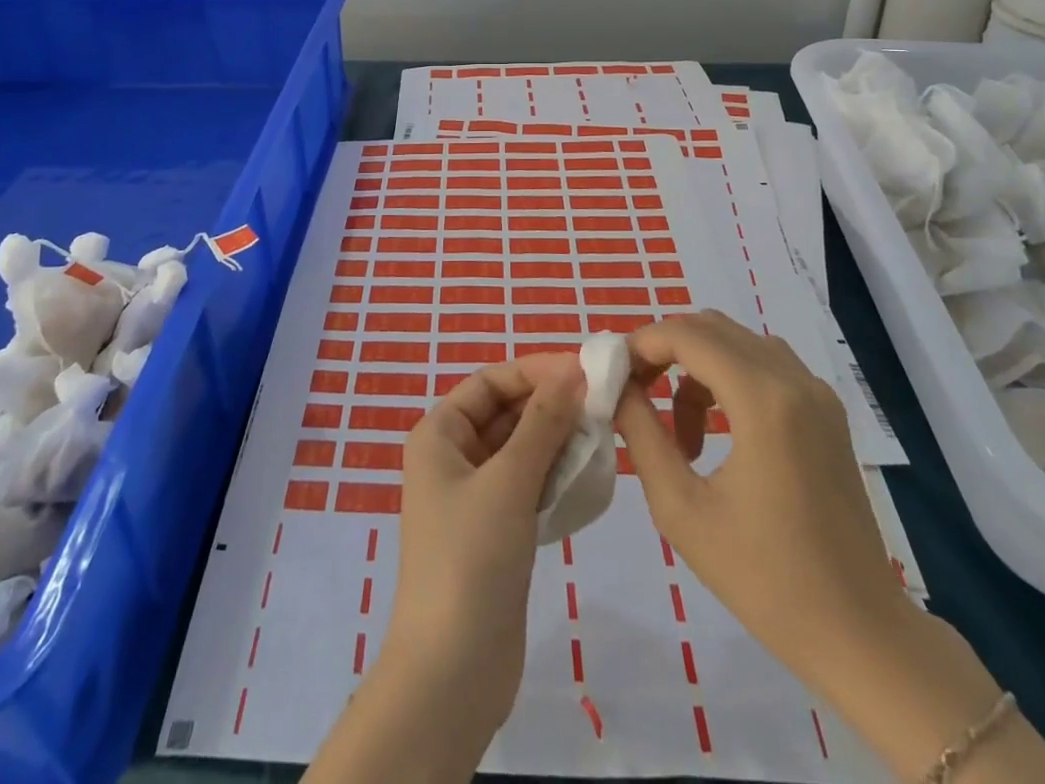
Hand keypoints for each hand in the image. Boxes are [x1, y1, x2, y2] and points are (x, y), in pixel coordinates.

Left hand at [306, 354, 582, 783]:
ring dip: (559, 441)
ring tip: (605, 436)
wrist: (451, 673)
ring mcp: (476, 497)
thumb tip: (571, 371)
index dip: (534, 371)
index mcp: (440, 434)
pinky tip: (591, 477)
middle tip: (604, 404)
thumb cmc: (470, 559)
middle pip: (507, 413)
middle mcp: (454, 457)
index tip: (584, 370)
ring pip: (522, 450)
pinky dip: (557, 477)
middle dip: (551, 406)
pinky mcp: (497, 532)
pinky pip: (529, 486)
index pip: (491, 382)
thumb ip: (542, 424)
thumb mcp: (508, 481)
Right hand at [617, 314, 1044, 782]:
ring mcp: (817, 393)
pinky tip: (716, 430)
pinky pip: (764, 364)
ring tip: (675, 425)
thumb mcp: (681, 508)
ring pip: (736, 341)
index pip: (686, 335)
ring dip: (694, 363)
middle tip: (634, 391)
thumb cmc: (764, 579)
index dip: (641, 344)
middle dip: (663, 348)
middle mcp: (794, 380)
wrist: (860, 634)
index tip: (612, 376)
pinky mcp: (826, 411)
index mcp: (763, 400)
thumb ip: (641, 434)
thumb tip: (616, 387)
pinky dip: (727, 376)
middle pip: (711, 327)